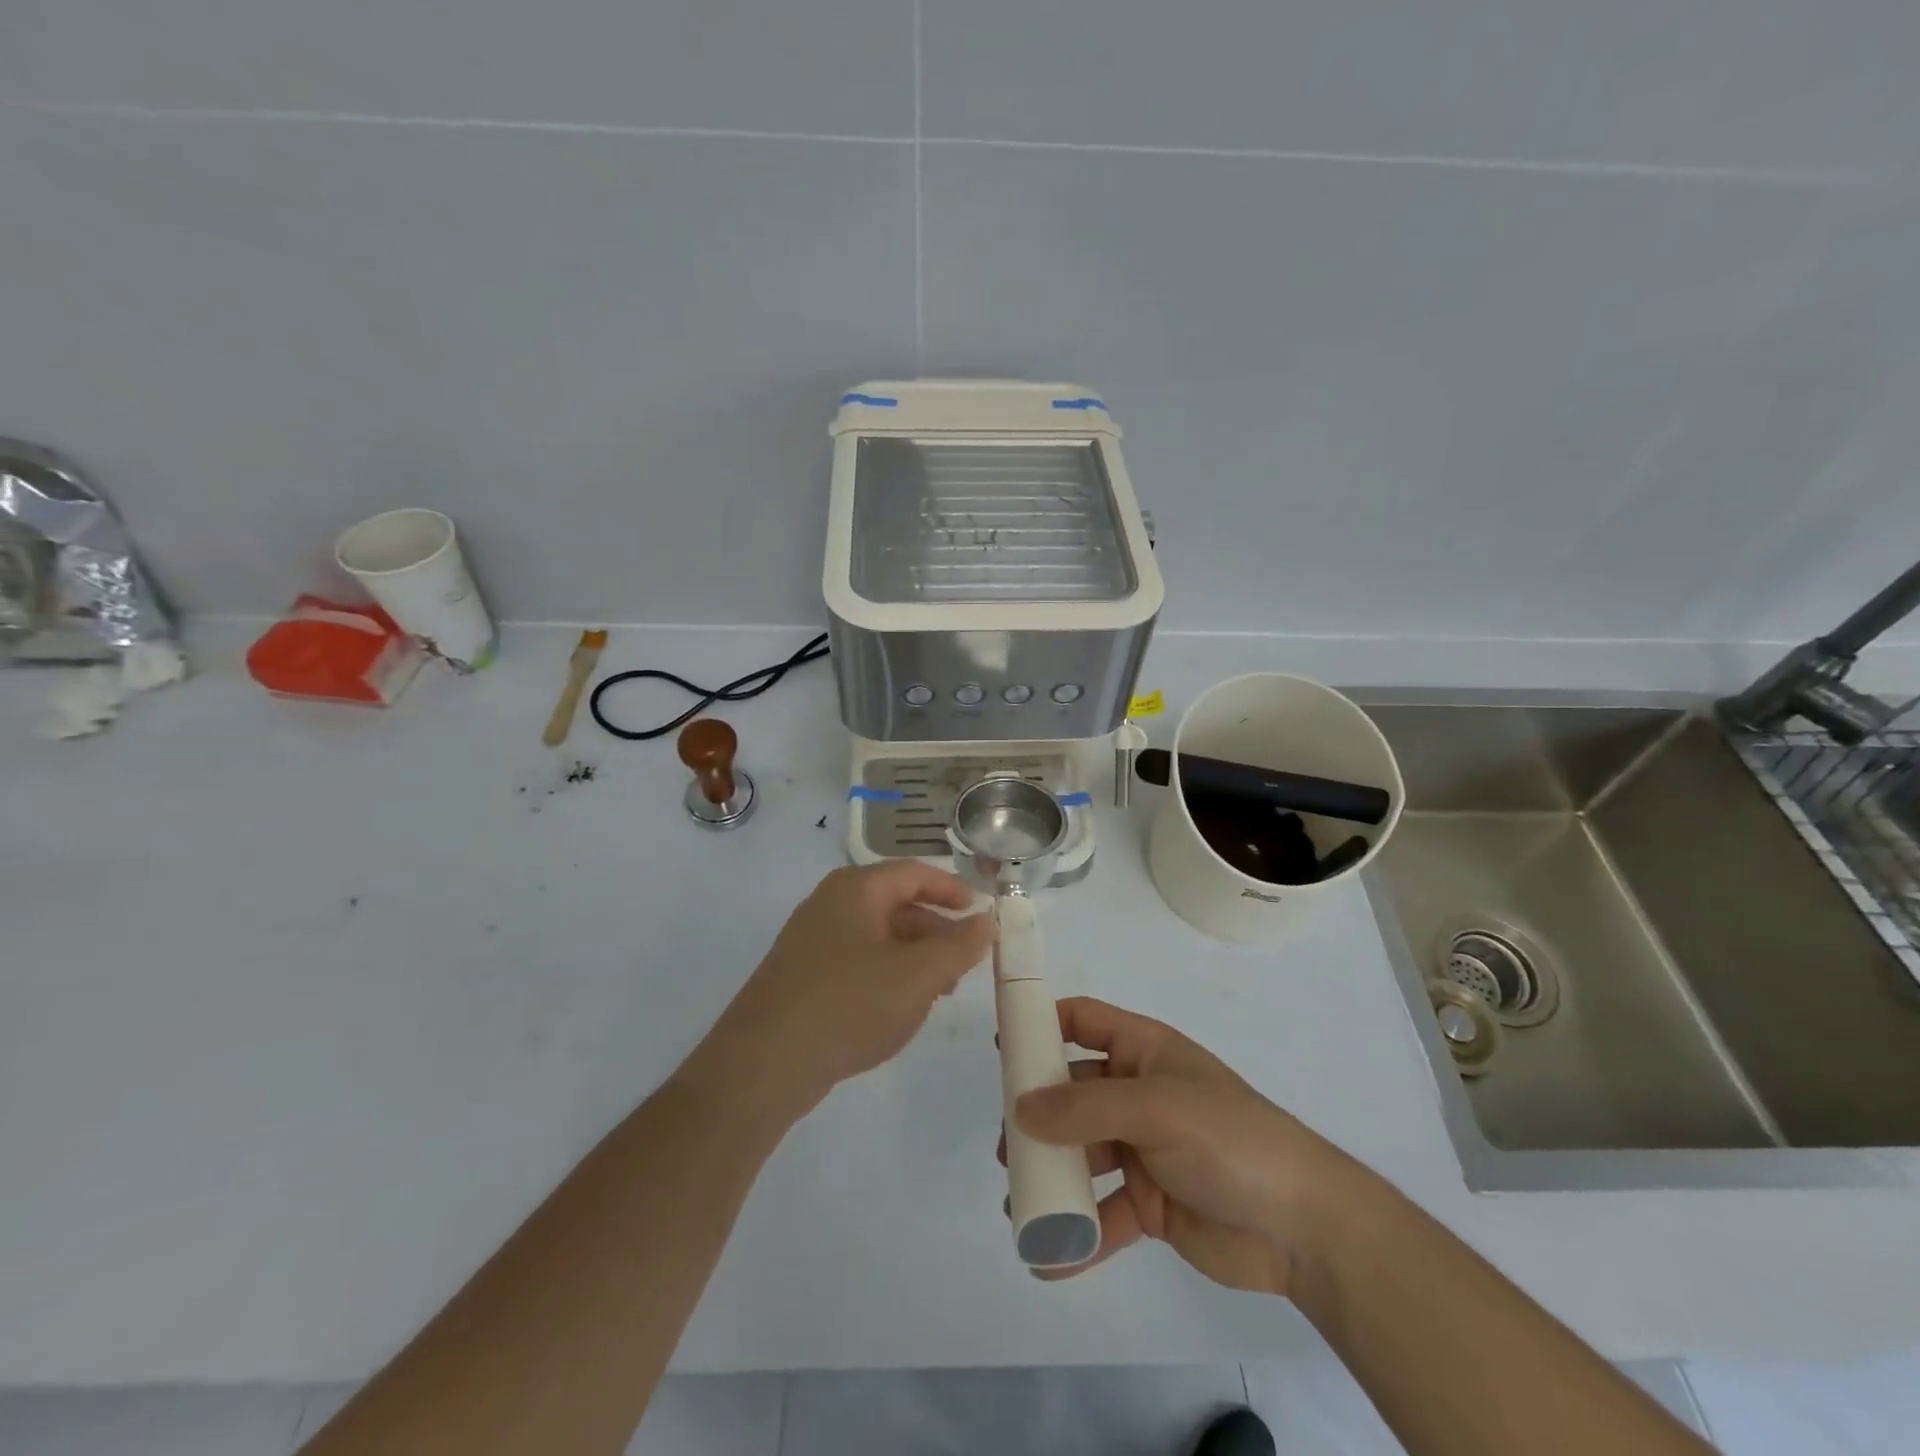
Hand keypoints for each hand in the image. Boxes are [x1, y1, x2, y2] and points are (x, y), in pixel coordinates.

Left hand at [698, 864, 992, 1114]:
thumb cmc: (850, 1003)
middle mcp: (830, 904)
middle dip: (935, 930)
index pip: (914, 873)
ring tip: (939, 990)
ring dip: (913, 956)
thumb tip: (987, 921)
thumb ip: (959, 946)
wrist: (765, 1062)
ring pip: (876, 936)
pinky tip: (898, 1008)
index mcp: (856, 889)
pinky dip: (886, 974)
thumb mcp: (918, 975)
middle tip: (964, 961)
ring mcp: (810, 940)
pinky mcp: (800, 975)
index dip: (951, 889)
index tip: (979, 912)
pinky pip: (855, 961)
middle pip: (895, 904)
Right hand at [1006, 997, 1352, 1297]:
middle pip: (1072, 1093)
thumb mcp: (1155, 1108)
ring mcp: (1143, 1150)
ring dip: (1051, 1176)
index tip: (1002, 1047)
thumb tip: (1021, 1106)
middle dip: (1037, 1115)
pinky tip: (1048, 1258)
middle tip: (1006, 1144)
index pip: (1084, 1021)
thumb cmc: (1228, 1138)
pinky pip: (1103, 1214)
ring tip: (1018, 1202)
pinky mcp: (1151, 1205)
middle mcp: (1138, 1095)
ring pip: (1082, 1155)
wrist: (1302, 1227)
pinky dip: (1077, 1234)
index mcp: (1144, 1052)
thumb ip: (1085, 1108)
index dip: (1043, 1025)